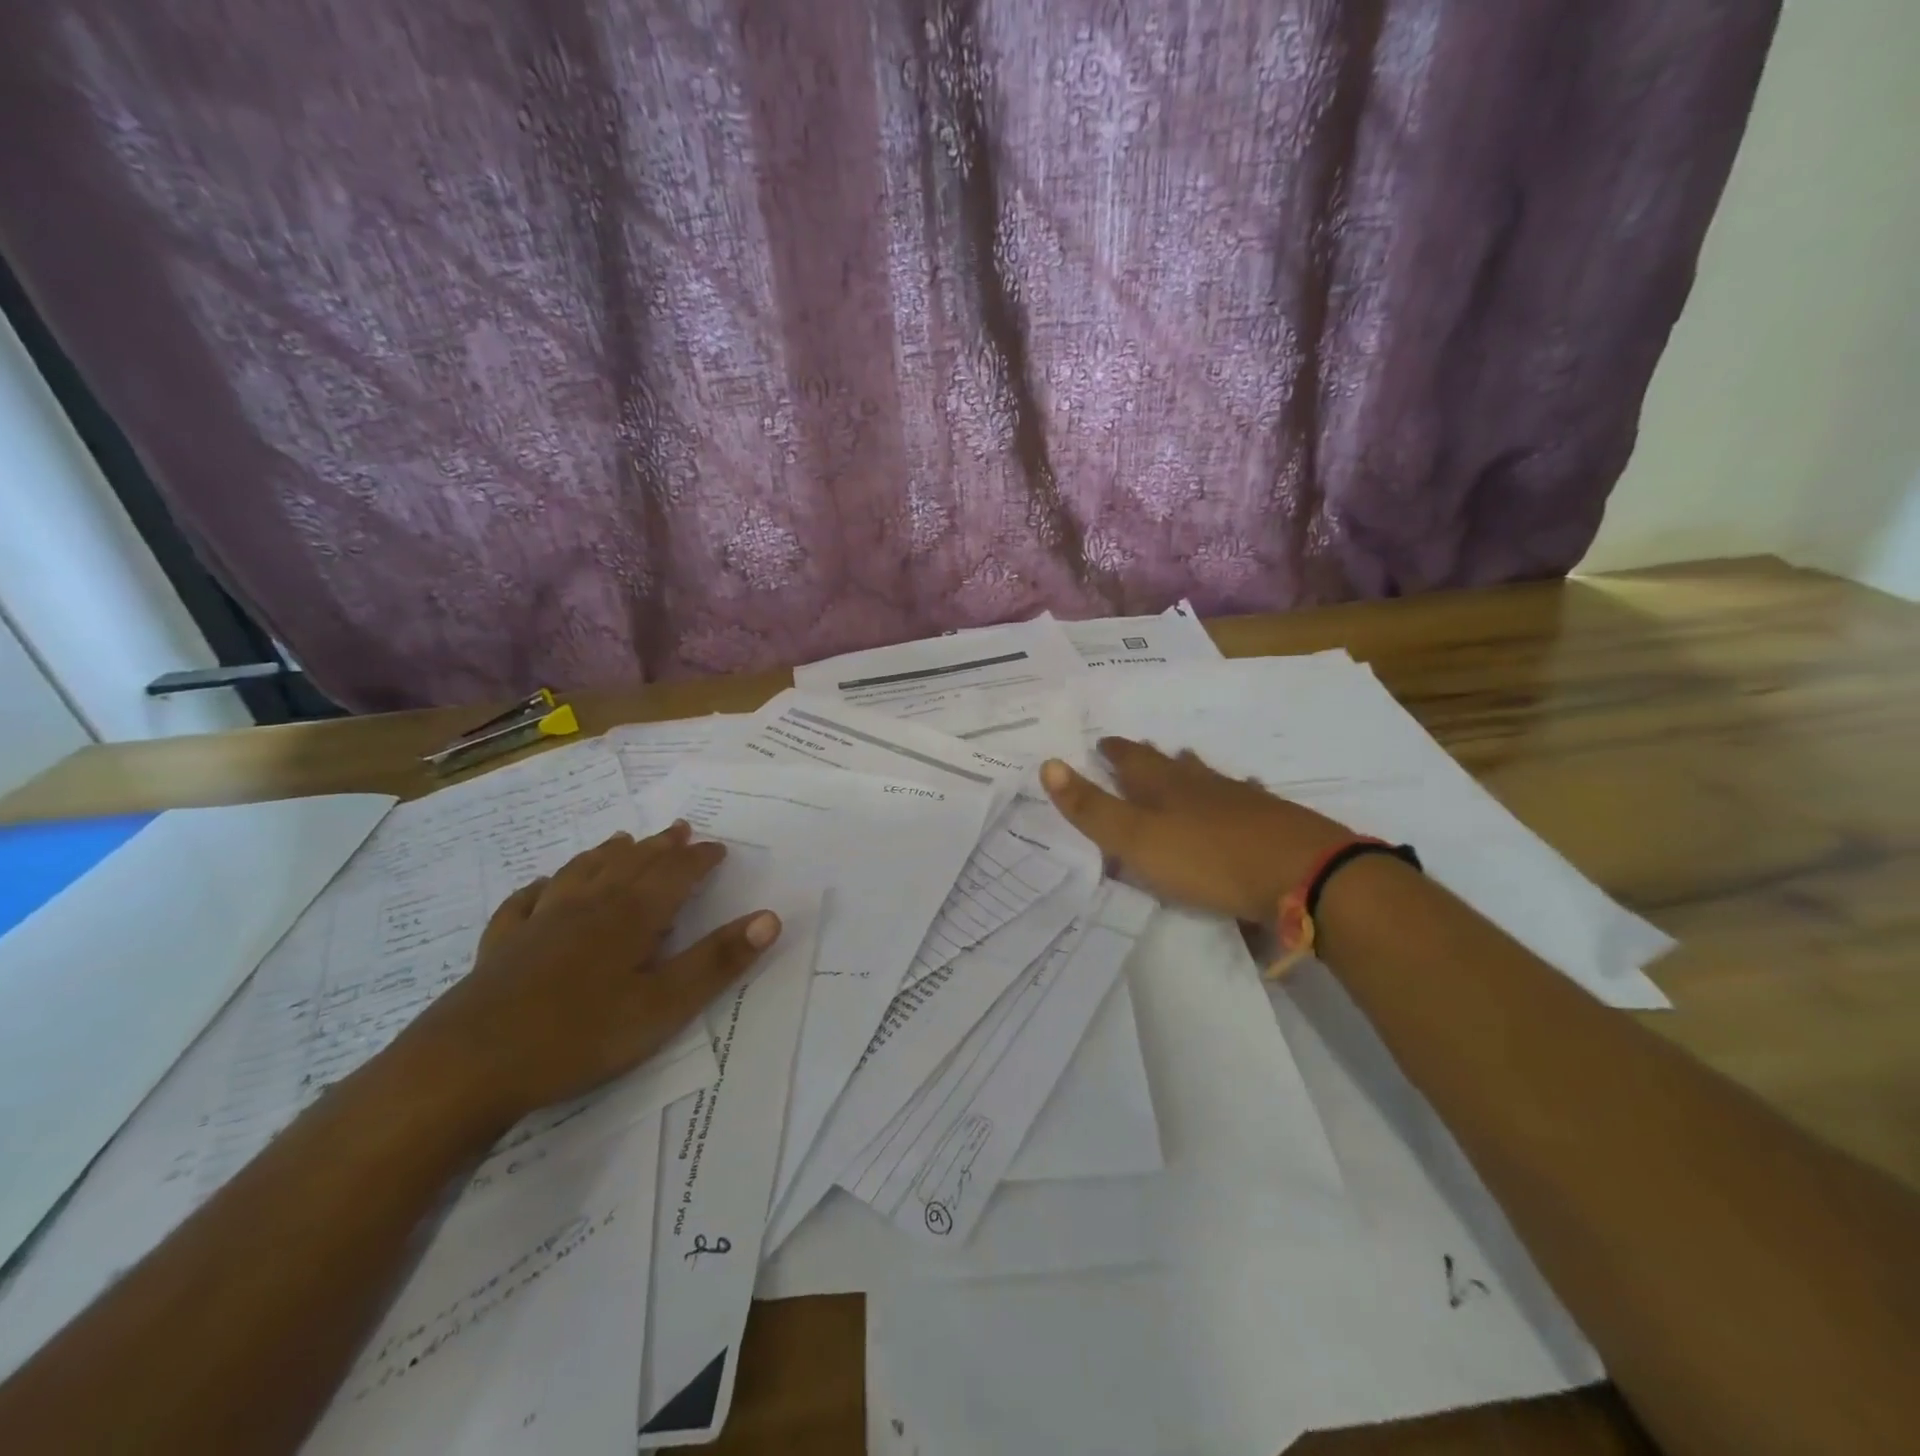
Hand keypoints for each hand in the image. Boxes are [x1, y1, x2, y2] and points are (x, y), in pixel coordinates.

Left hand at [396, 821, 779, 1126]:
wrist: (466, 1067)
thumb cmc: (578, 1036)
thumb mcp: (663, 1006)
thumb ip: (716, 961)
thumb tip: (770, 918)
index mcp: (630, 917)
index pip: (674, 874)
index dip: (699, 859)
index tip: (719, 847)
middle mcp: (588, 906)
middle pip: (630, 864)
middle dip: (660, 847)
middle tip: (680, 829)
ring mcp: (540, 922)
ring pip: (581, 872)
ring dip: (608, 853)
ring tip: (623, 839)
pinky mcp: (502, 946)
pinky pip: (525, 902)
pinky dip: (542, 886)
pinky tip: (542, 884)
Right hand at [1041, 738, 1354, 923]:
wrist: (1301, 873)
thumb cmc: (1207, 859)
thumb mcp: (1137, 840)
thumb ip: (1092, 808)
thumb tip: (1048, 764)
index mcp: (1165, 787)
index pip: (1131, 760)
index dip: (1114, 751)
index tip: (1102, 741)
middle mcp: (1201, 784)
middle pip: (1171, 764)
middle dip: (1152, 758)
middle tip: (1140, 750)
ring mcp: (1241, 799)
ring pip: (1208, 777)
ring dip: (1192, 770)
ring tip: (1185, 762)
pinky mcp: (1272, 821)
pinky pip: (1245, 797)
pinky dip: (1234, 793)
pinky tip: (1245, 793)